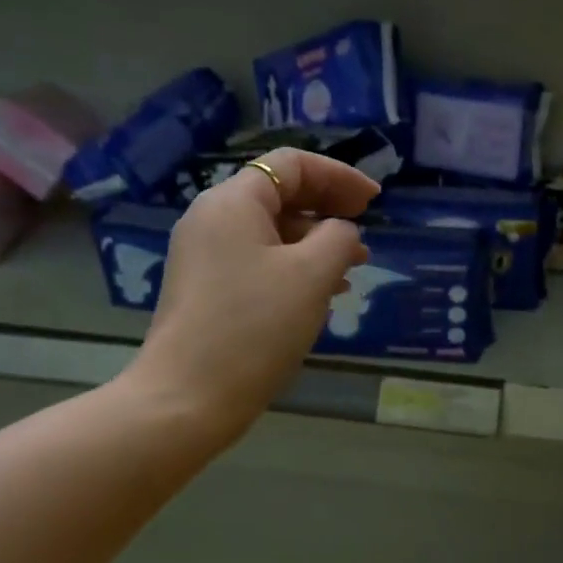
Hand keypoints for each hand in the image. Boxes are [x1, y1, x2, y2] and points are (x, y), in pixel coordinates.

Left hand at [130, 149, 377, 441]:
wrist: (187, 397)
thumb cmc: (255, 327)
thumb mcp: (312, 275)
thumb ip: (338, 238)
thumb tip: (339, 232)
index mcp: (233, 202)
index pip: (291, 165)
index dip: (339, 176)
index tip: (375, 201)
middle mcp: (211, 218)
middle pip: (278, 195)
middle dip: (328, 210)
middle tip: (366, 232)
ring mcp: (203, 255)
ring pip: (269, 232)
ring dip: (314, 242)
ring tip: (352, 269)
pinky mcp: (204, 288)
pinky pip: (256, 261)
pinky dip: (292, 266)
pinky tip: (319, 293)